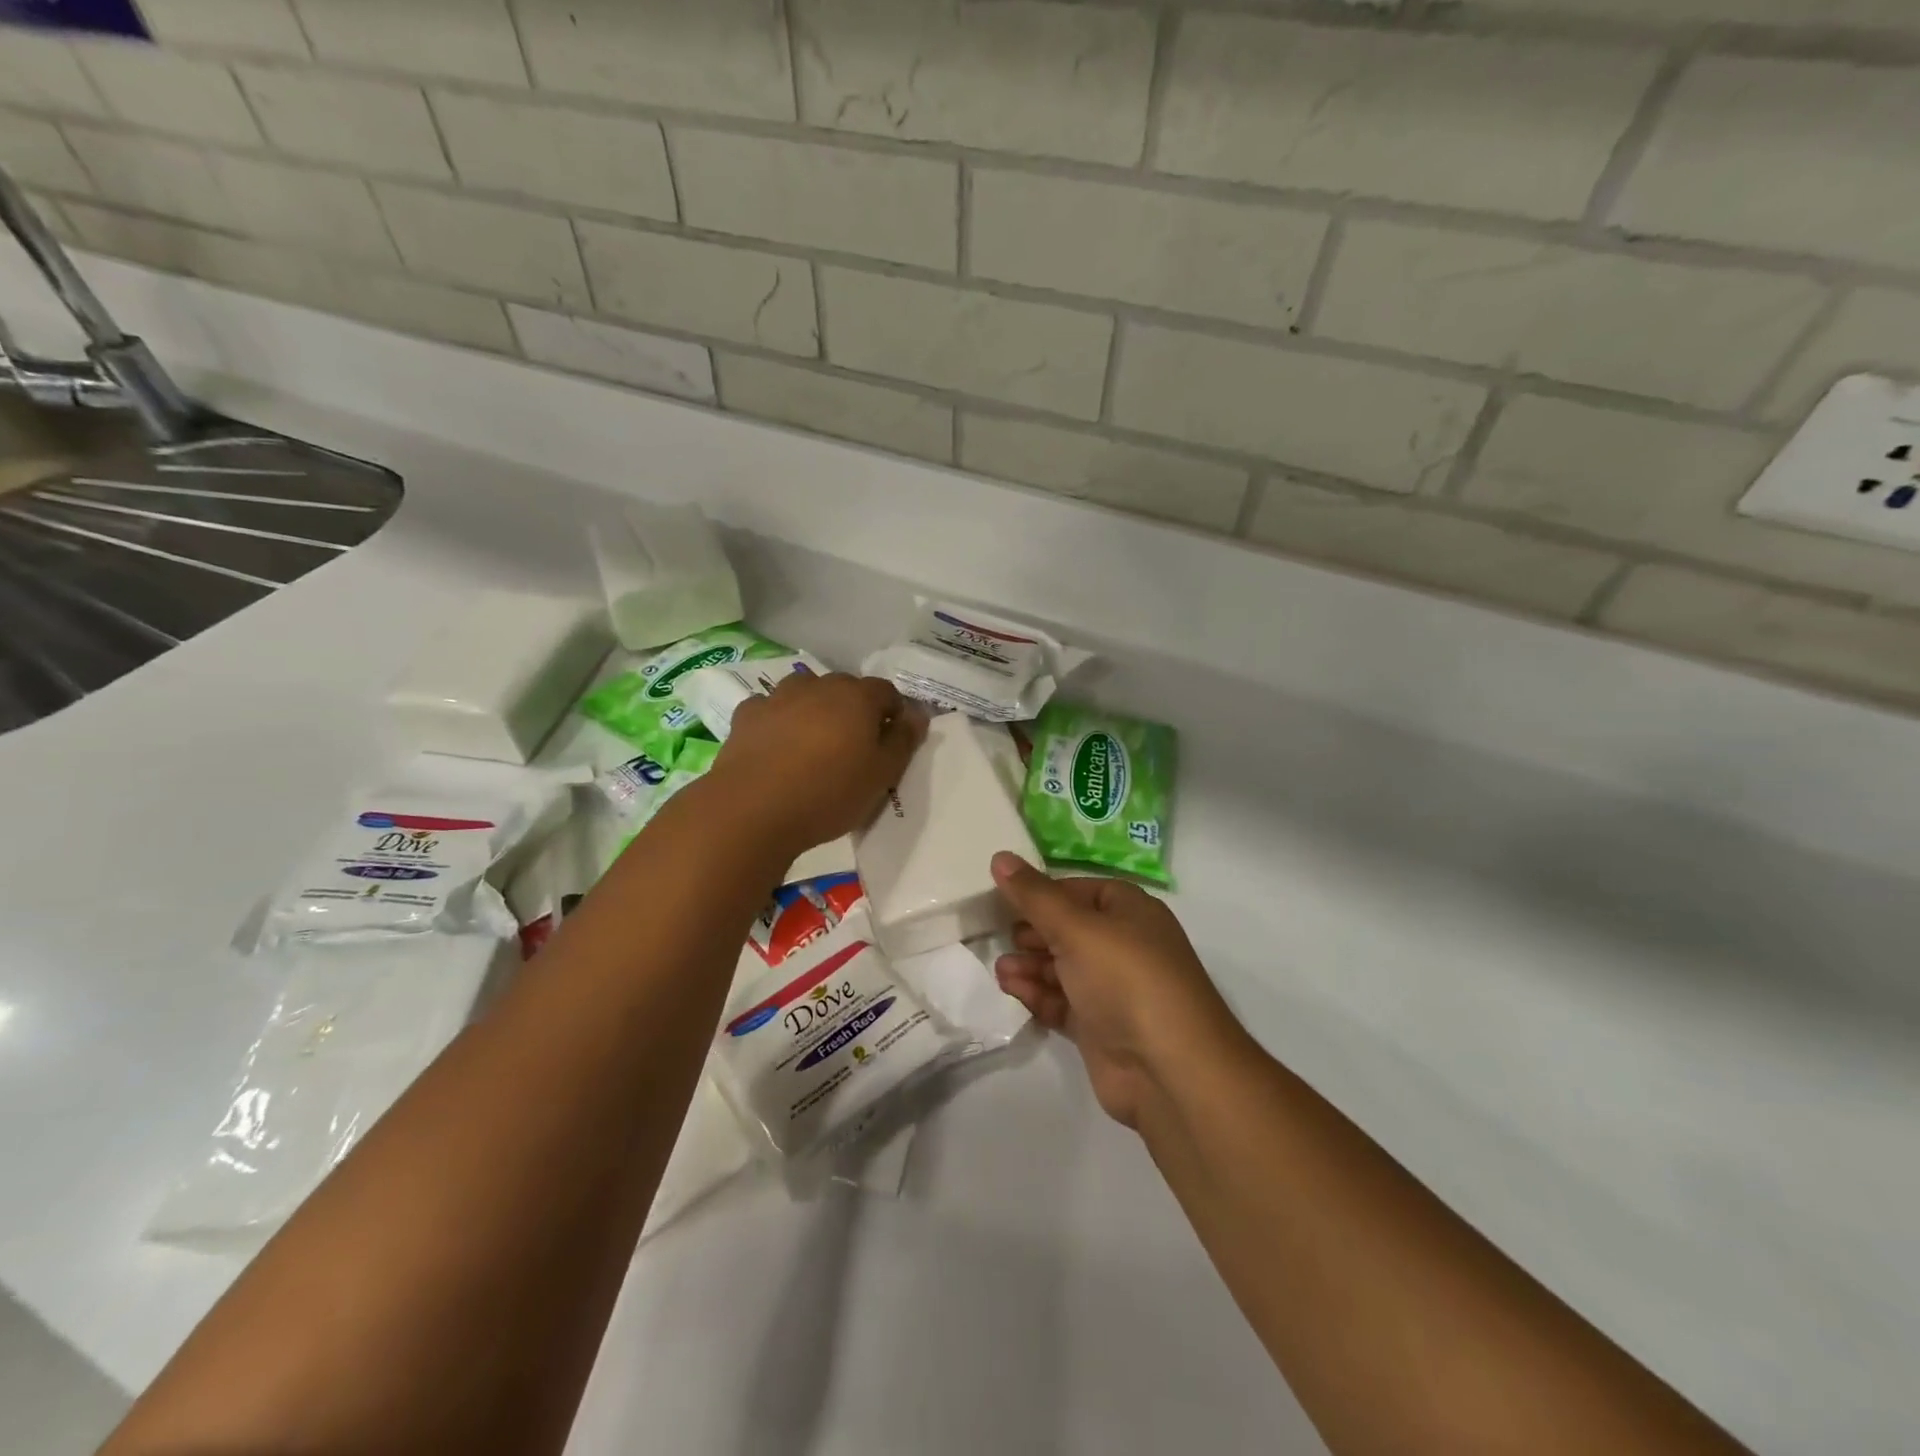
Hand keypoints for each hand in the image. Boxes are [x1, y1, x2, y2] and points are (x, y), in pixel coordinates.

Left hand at [715, 672, 927, 857]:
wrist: (752, 810)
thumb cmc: (829, 793)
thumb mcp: (881, 775)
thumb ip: (903, 741)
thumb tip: (917, 715)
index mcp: (857, 697)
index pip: (887, 692)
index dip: (894, 714)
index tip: (892, 743)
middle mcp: (819, 686)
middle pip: (845, 689)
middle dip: (855, 710)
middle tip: (854, 748)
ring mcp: (778, 697)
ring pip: (806, 693)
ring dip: (815, 710)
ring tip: (814, 744)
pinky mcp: (746, 716)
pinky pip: (771, 710)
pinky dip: (778, 721)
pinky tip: (777, 747)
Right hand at [991, 854, 1241, 1128]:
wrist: (1169, 1070)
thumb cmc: (1126, 980)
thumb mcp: (1076, 928)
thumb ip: (1034, 896)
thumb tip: (1000, 856)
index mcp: (1130, 911)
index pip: (1079, 889)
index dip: (1044, 892)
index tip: (1005, 896)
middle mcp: (1124, 946)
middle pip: (1069, 928)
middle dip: (1033, 931)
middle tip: (1000, 935)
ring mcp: (1113, 989)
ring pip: (1063, 967)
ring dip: (1031, 965)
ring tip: (1002, 970)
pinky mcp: (1100, 1027)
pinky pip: (1062, 1002)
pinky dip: (1038, 995)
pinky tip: (1013, 991)